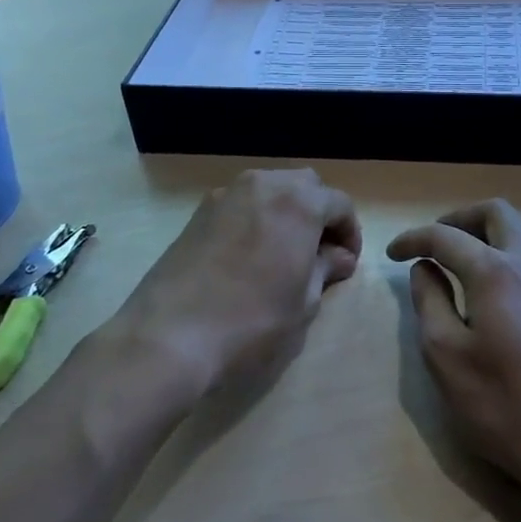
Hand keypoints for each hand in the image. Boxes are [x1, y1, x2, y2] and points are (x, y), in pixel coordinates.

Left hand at [112, 169, 360, 399]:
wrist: (170, 336)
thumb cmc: (252, 321)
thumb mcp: (303, 302)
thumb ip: (325, 269)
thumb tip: (338, 257)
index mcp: (298, 201)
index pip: (339, 203)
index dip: (350, 232)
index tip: (346, 263)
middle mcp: (264, 185)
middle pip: (304, 186)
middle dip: (319, 213)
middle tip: (320, 252)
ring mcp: (226, 194)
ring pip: (270, 190)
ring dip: (286, 212)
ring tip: (285, 253)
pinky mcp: (199, 212)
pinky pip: (242, 204)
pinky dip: (256, 219)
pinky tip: (250, 256)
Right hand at [387, 200, 520, 505]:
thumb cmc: (504, 407)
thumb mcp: (446, 358)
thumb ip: (430, 302)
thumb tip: (425, 267)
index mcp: (494, 272)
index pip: (446, 237)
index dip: (414, 239)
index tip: (393, 253)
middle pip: (497, 212)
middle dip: (460, 218)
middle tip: (437, 242)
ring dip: (497, 229)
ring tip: (476, 254)